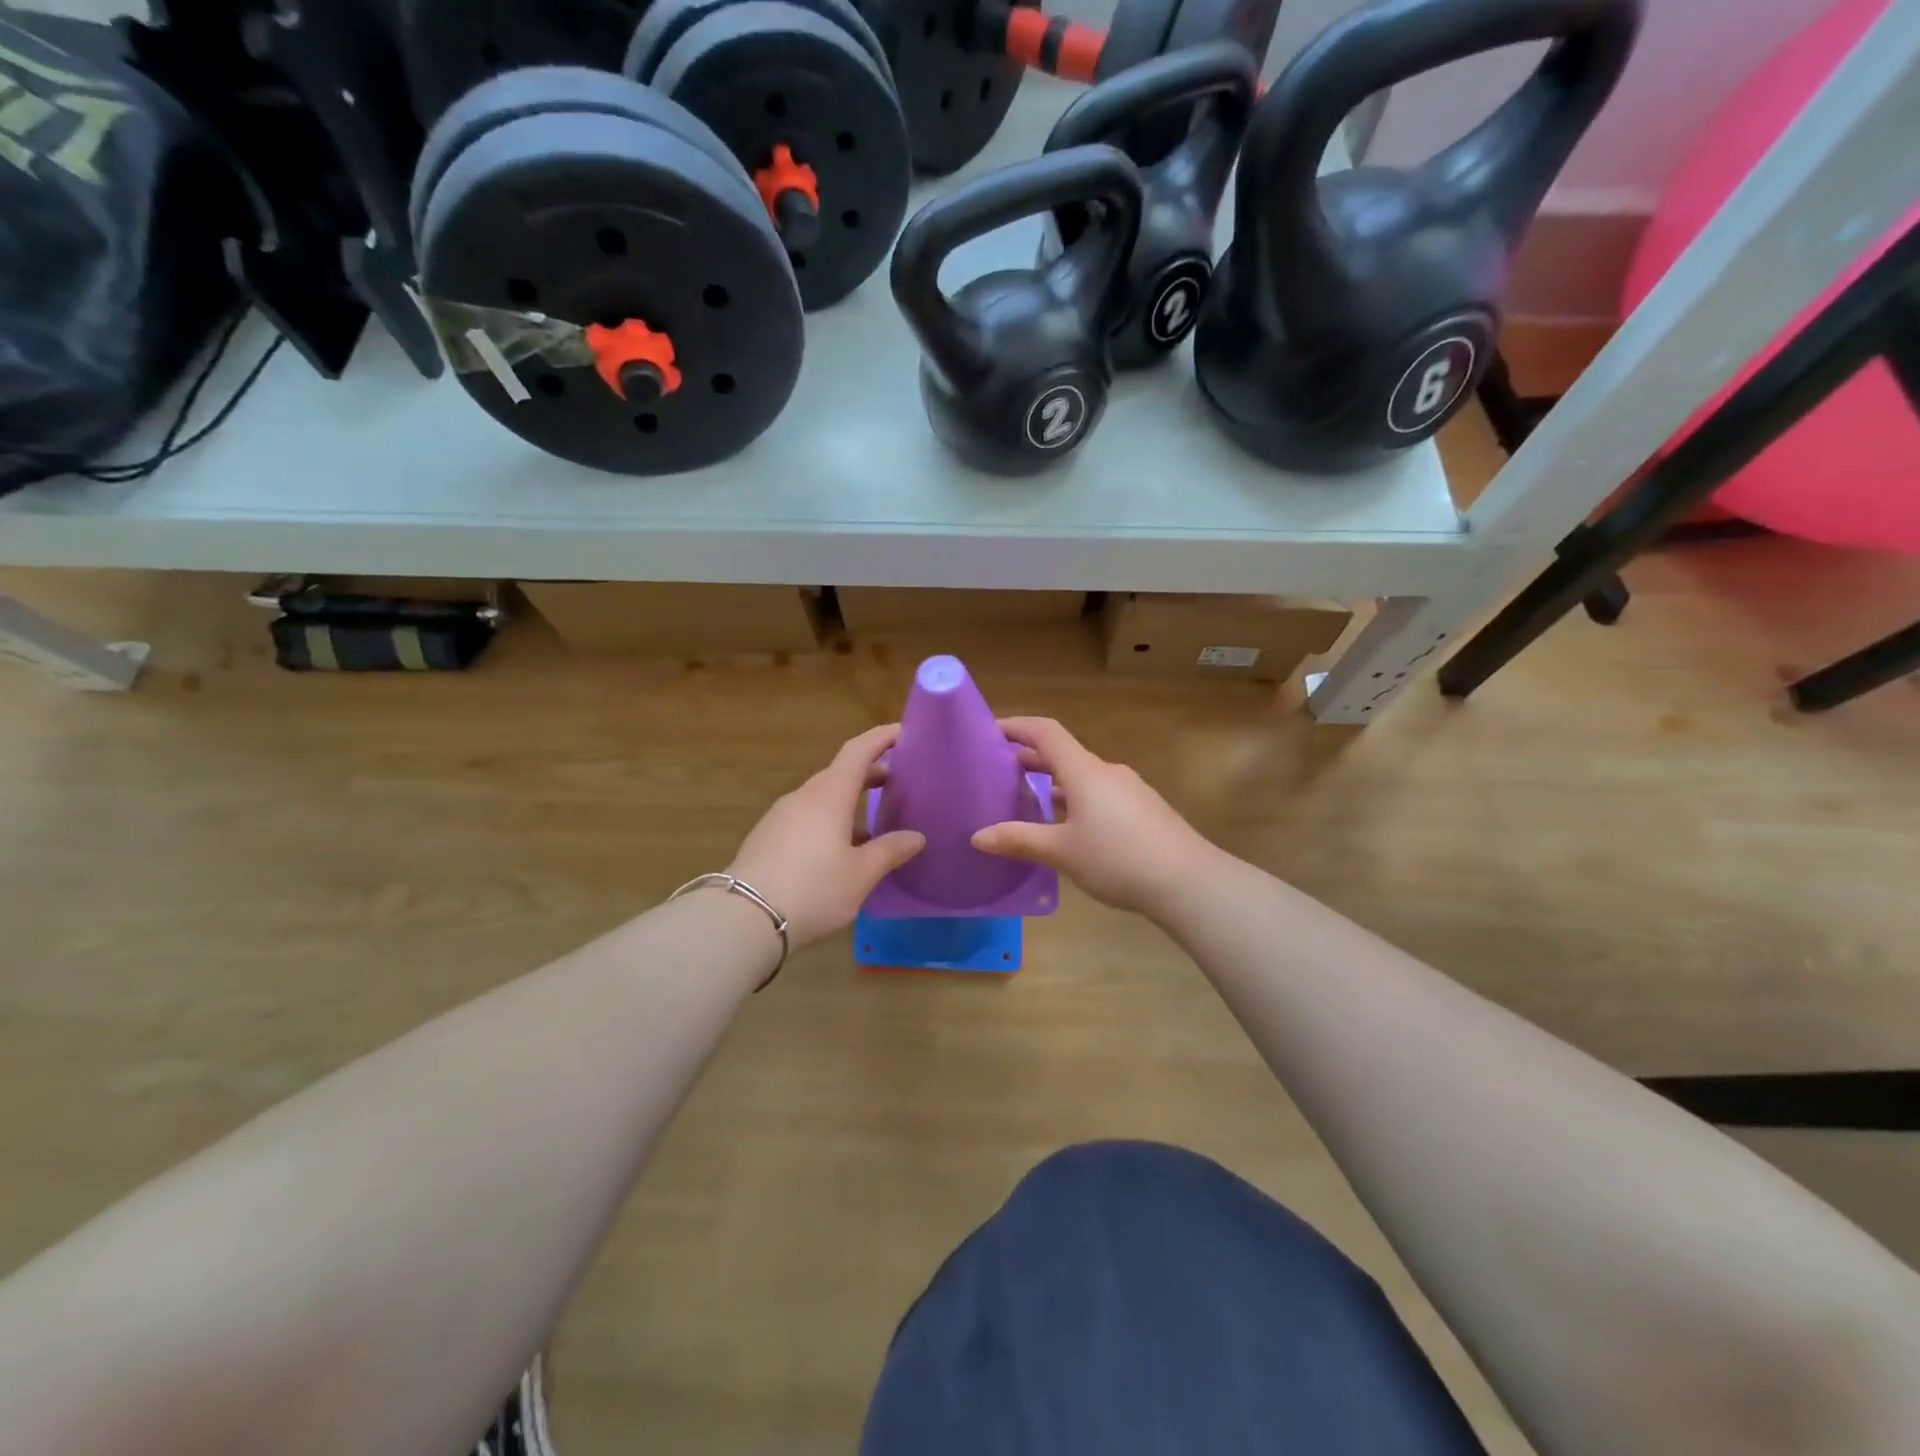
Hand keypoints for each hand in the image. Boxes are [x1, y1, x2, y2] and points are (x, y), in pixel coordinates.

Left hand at [728, 724, 924, 947]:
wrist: (744, 918)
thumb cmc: (813, 889)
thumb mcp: (861, 874)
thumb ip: (889, 851)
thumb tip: (916, 836)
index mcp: (829, 795)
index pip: (858, 752)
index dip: (880, 738)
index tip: (902, 732)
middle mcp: (803, 797)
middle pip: (839, 774)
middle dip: (868, 773)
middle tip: (895, 782)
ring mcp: (780, 816)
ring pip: (821, 798)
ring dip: (847, 801)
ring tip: (871, 825)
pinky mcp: (766, 837)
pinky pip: (805, 817)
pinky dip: (828, 820)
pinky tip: (837, 850)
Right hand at [971, 717, 1217, 917]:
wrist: (1190, 882)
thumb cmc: (1119, 858)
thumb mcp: (1062, 851)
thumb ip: (1019, 840)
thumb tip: (977, 836)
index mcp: (1084, 771)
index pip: (1045, 732)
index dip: (1017, 726)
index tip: (990, 731)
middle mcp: (1106, 772)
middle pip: (1063, 754)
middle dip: (1029, 759)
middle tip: (997, 773)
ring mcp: (1129, 790)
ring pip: (1082, 778)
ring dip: (1053, 784)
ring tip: (1026, 803)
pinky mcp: (1143, 811)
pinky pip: (1100, 795)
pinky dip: (1075, 801)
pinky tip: (1068, 829)